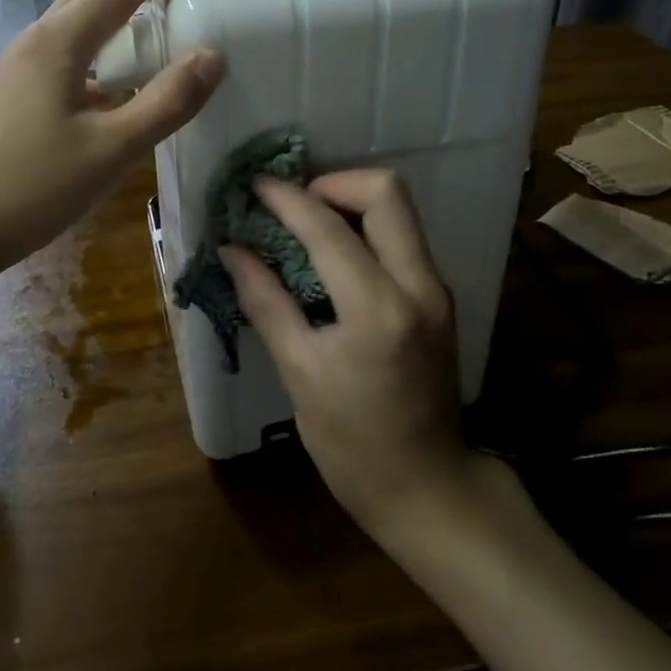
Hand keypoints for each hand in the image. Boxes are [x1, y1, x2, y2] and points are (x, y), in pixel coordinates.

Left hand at [0, 0, 224, 279]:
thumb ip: (166, 103)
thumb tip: (214, 56)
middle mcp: (38, 41)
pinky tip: (115, 59)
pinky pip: (71, 45)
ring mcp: (22, 67)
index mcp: (60, 43)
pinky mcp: (17, 94)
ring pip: (78, 11)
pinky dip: (103, 31)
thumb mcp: (109, 150)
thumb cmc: (26, 188)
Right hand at [221, 170, 475, 544]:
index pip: (329, 227)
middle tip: (291, 205)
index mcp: (378, 309)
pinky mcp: (439, 295)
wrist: (430, 487)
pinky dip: (365, 225)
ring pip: (399, 208)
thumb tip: (232, 250)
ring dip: (350, 200)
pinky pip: (402, 235)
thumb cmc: (353, 444)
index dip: (287, 198)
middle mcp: (419, 284)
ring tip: (305, 222)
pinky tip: (332, 250)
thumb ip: (266, 301)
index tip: (256, 185)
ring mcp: (437, 288)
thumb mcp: (300, 374)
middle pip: (386, 191)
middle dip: (332, 182)